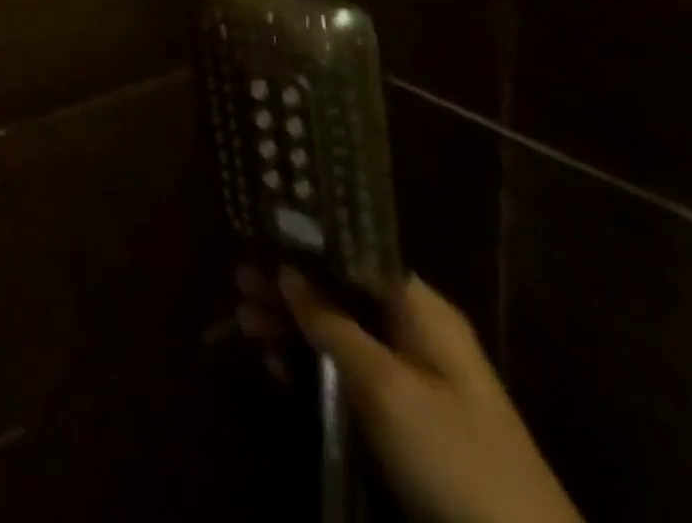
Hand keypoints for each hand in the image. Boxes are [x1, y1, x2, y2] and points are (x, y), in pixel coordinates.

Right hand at [235, 267, 582, 522]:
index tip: (257, 236)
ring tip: (244, 324)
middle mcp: (415, 330)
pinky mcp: (405, 414)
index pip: (353, 251)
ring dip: (292, 325)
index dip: (305, 242)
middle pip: (339, 290)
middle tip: (238, 285)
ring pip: (339, 330)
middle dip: (288, 288)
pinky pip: (349, 370)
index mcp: (419, 308)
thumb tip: (286, 269)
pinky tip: (278, 368)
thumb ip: (331, 323)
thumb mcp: (384, 386)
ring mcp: (412, 374)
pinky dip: (312, 363)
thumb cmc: (453, 455)